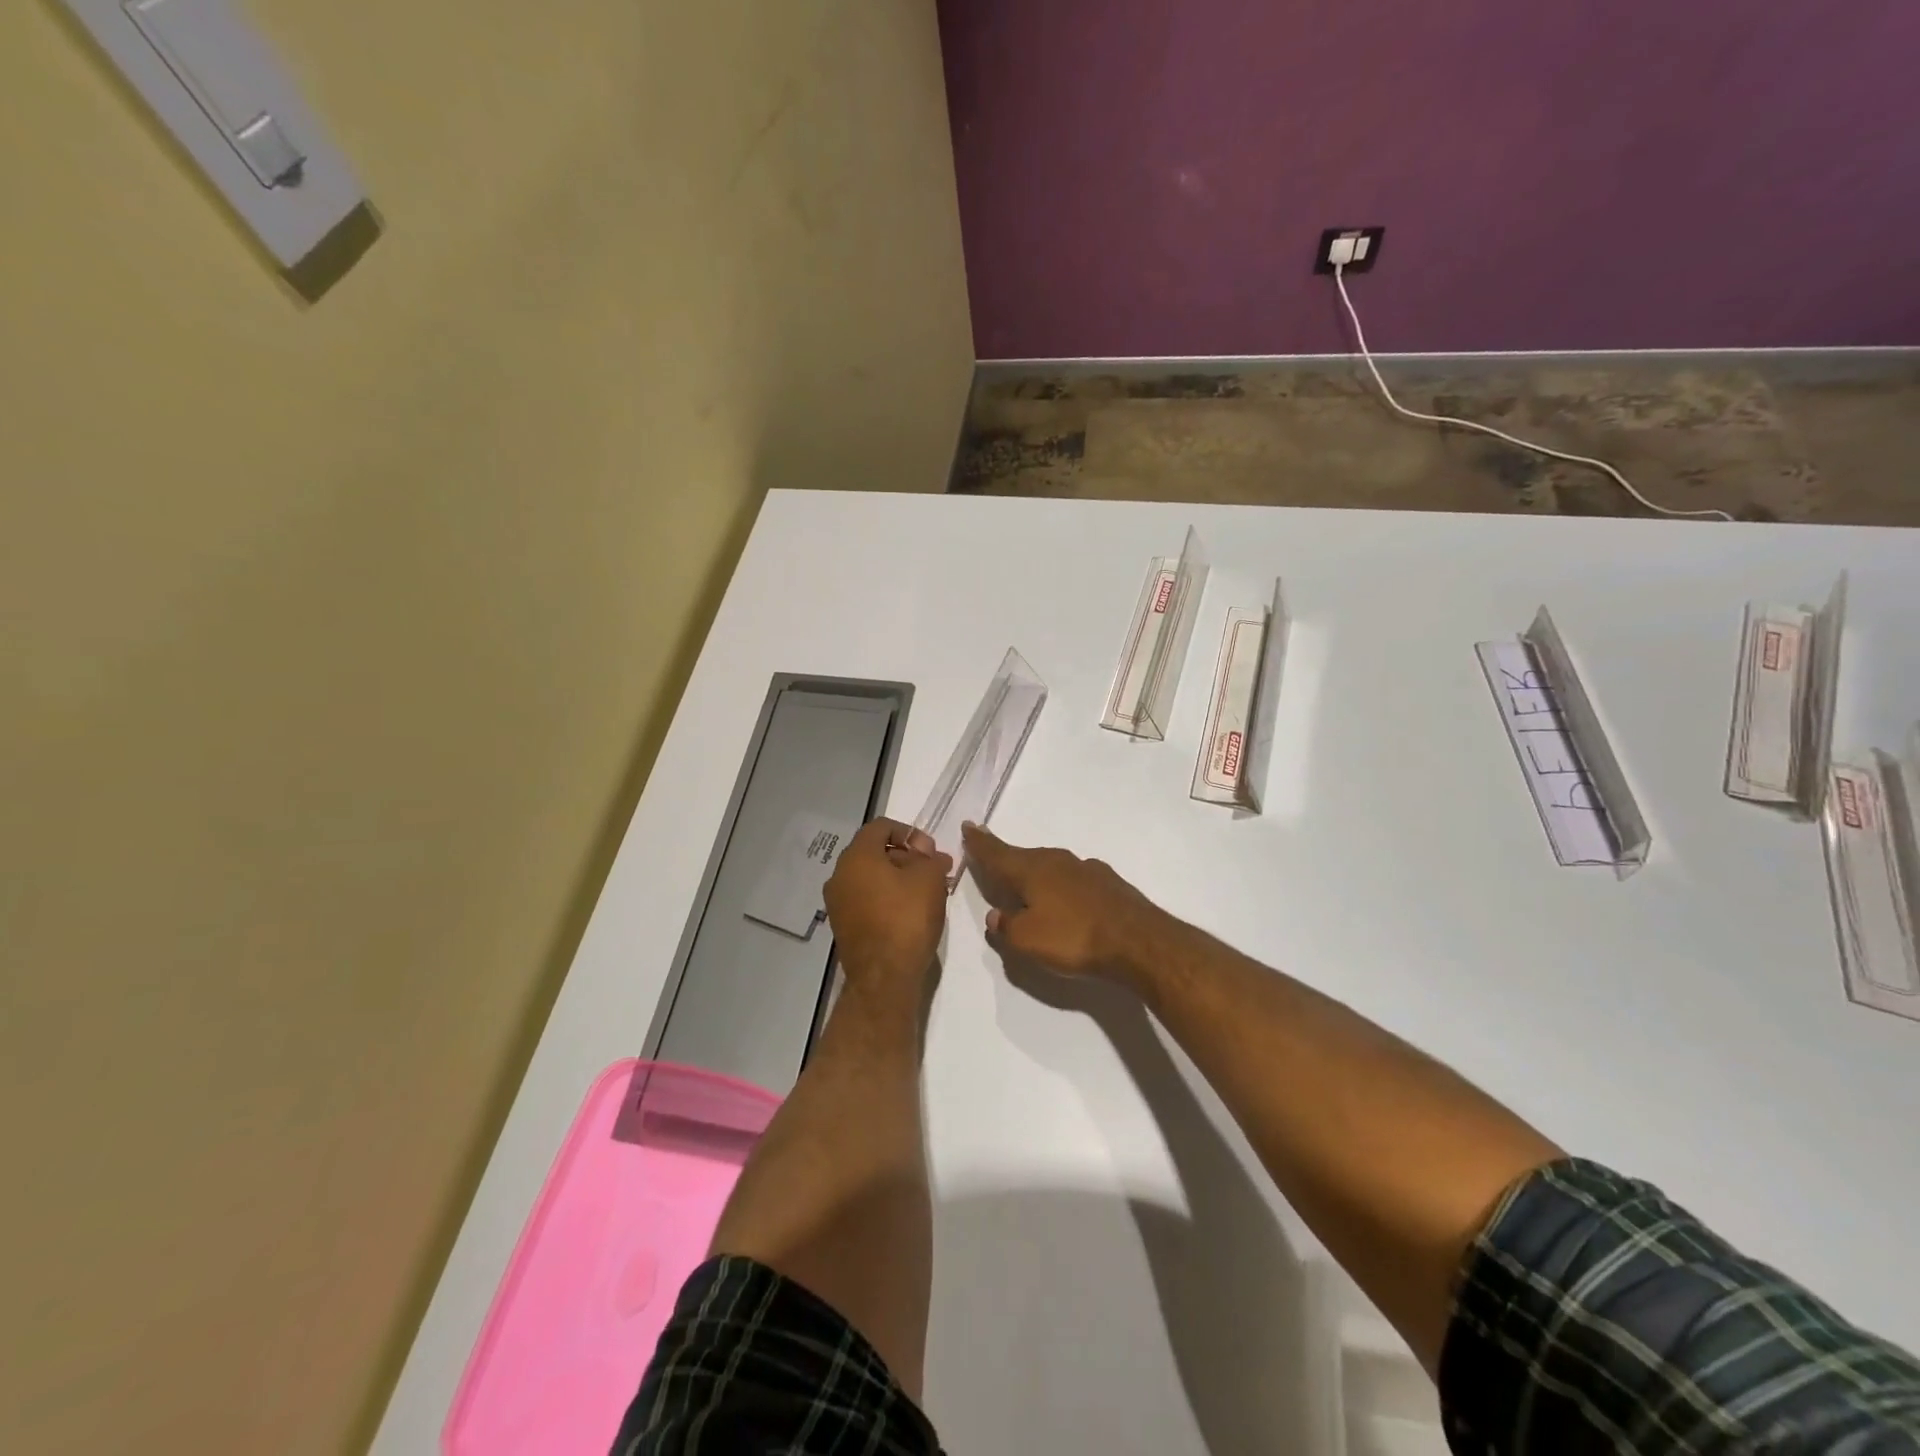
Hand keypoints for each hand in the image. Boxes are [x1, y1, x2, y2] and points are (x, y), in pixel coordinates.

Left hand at [823, 819, 952, 995]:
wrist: (884, 977)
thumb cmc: (907, 918)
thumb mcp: (929, 879)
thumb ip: (929, 857)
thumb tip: (925, 853)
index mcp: (856, 856)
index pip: (881, 826)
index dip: (909, 832)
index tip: (931, 851)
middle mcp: (839, 875)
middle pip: (874, 852)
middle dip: (906, 856)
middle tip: (934, 870)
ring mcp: (838, 902)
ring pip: (871, 877)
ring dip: (898, 878)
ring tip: (927, 892)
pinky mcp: (843, 926)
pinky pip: (866, 899)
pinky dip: (886, 898)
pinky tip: (910, 911)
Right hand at [961, 823, 1163, 983]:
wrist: (1138, 941)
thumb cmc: (1073, 938)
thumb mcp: (1027, 941)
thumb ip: (1006, 927)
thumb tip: (996, 916)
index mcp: (1032, 870)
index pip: (998, 853)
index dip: (980, 843)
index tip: (968, 826)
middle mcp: (1057, 861)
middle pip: (1024, 857)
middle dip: (1007, 857)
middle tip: (992, 857)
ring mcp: (1086, 869)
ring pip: (1051, 867)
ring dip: (1036, 872)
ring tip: (1027, 883)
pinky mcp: (1108, 883)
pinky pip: (1073, 879)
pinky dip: (1062, 885)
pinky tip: (1066, 899)